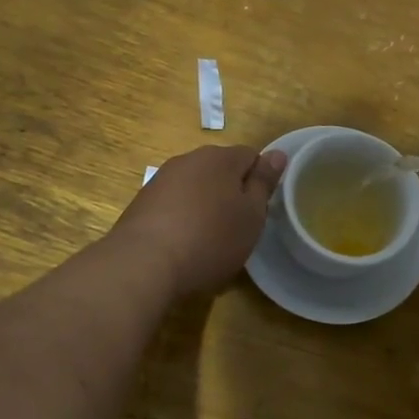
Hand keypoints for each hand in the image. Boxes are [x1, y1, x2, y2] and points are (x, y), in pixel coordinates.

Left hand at [112, 145, 286, 296]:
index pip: (250, 156)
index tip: (260, 209)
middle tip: (238, 227)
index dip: (259, 180)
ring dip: (205, 206)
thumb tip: (277, 154)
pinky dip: (181, 219)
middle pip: (220, 170)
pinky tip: (182, 246)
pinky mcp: (141, 203)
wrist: (143, 264)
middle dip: (231, 192)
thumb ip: (264, 182)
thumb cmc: (210, 238)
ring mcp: (160, 180)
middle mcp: (188, 160)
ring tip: (208, 240)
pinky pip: (172, 205)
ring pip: (195, 187)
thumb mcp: (251, 215)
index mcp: (219, 157)